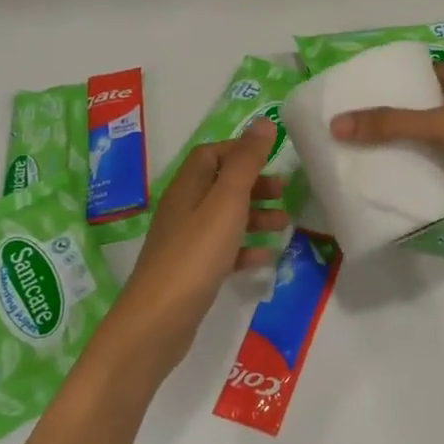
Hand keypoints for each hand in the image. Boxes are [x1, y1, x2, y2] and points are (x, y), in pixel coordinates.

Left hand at [95, 119, 284, 383]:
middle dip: (254, 185)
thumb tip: (263, 122)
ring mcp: (186, 242)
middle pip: (220, 185)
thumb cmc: (195, 254)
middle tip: (284, 192)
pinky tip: (266, 258)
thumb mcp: (227, 202)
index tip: (272, 160)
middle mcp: (183, 209)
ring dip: (255, 216)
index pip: (211, 154)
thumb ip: (247, 162)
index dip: (240, 152)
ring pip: (224, 218)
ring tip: (285, 225)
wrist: (158, 321)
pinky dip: (245, 249)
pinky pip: (223, 250)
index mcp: (187, 187)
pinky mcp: (192, 271)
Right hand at [329, 64, 443, 210]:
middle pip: (425, 105)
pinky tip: (416, 182)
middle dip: (397, 117)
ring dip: (415, 145)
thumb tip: (336, 125)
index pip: (419, 72)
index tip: (360, 94)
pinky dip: (437, 169)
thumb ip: (390, 125)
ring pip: (439, 135)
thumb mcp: (439, 126)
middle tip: (361, 132)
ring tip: (378, 159)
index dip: (391, 79)